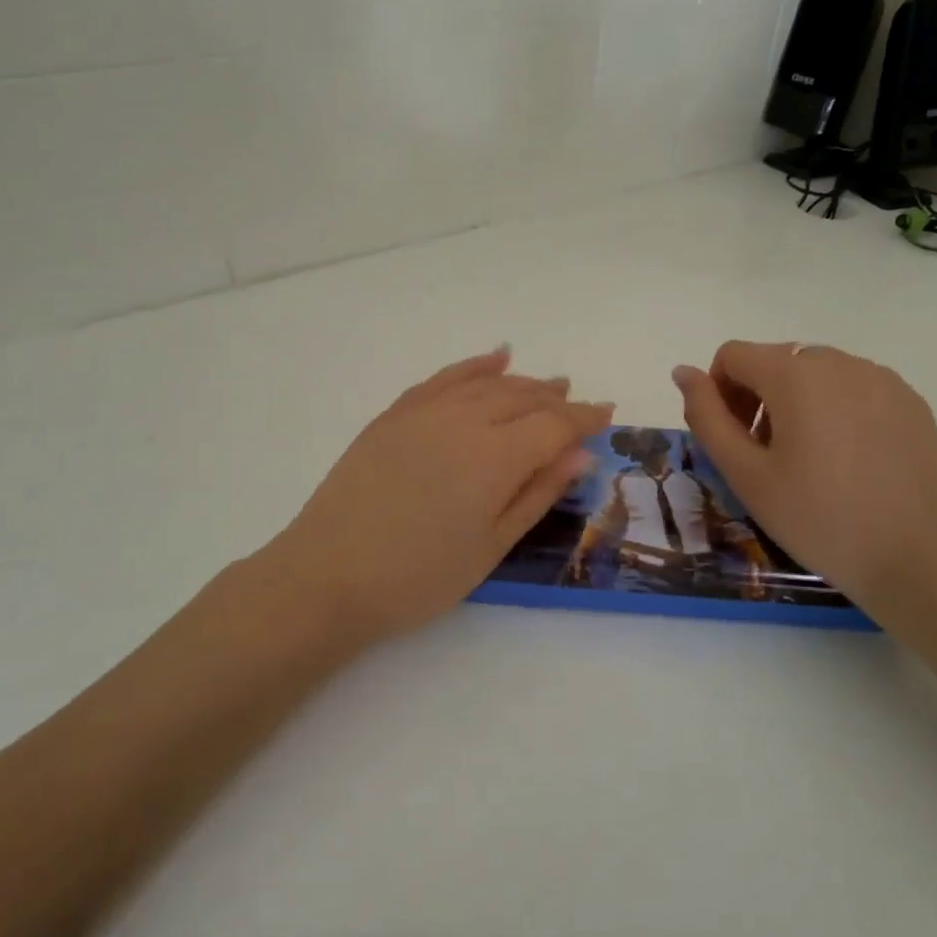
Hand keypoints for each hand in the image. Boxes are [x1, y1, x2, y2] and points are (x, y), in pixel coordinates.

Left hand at [265, 349, 610, 644]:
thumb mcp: (491, 546)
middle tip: (578, 402)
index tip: (607, 415)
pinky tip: (493, 359)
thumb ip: (537, 493)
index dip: (584, 419)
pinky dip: (473, 366)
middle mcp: (465, 420)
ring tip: (546, 383)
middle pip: (522, 397)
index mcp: (496, 457)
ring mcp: (425, 412)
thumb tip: (581, 454)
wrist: (328, 575)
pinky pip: (444, 378)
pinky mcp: (395, 415)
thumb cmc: (419, 576)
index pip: (554, 425)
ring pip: (486, 384)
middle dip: (556, 398)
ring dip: (522, 381)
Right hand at [671, 342, 936, 618]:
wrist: (915, 560)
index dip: (719, 393)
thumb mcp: (744, 473)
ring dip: (796, 402)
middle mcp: (839, 362)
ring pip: (815, 373)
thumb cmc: (817, 518)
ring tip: (809, 459)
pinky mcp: (910, 401)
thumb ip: (706, 415)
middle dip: (757, 397)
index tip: (734, 440)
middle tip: (766, 456)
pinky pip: (855, 387)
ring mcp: (881, 379)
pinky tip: (849, 459)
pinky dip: (836, 409)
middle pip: (775, 361)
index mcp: (795, 375)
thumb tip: (683, 371)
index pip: (733, 355)